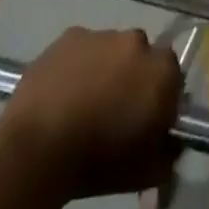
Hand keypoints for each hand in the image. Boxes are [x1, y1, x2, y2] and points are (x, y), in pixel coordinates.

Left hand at [0, 27, 183, 201]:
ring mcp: (101, 35)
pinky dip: (77, 65)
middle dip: (132, 78)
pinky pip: (81, 49)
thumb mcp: (147, 173)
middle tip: (113, 110)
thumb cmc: (98, 162)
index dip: (159, 97)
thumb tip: (172, 143)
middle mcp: (137, 42)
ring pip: (110, 50)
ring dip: (104, 69)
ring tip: (82, 104)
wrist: (37, 151)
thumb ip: (169, 153)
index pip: (171, 77)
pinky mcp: (69, 36)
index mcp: (162, 71)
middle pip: (141, 57)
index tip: (145, 120)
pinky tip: (62, 93)